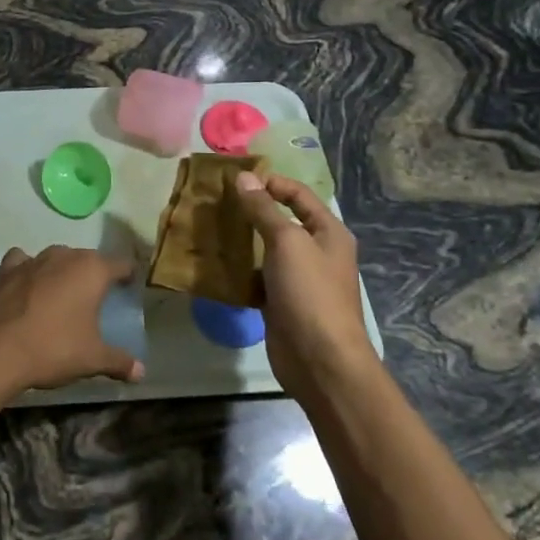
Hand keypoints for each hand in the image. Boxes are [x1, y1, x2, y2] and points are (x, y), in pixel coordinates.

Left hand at [0, 246, 143, 399]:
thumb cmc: (53, 348)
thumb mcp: (93, 359)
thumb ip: (119, 361)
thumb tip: (141, 372)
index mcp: (92, 270)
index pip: (121, 264)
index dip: (128, 276)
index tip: (129, 289)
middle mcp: (65, 255)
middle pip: (88, 259)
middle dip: (93, 275)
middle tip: (96, 300)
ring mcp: (33, 259)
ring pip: (57, 258)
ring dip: (62, 272)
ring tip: (62, 296)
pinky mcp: (7, 268)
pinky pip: (24, 262)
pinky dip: (29, 271)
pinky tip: (28, 287)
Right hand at [235, 171, 373, 401]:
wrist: (320, 361)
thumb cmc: (310, 293)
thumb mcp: (287, 242)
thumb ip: (263, 210)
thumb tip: (244, 178)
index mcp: (328, 233)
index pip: (299, 195)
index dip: (271, 183)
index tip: (237, 181)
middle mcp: (317, 252)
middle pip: (282, 221)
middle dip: (251, 211)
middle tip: (217, 203)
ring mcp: (299, 280)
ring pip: (266, 250)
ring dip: (242, 241)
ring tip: (211, 228)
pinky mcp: (281, 303)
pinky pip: (258, 278)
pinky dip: (239, 270)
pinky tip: (216, 264)